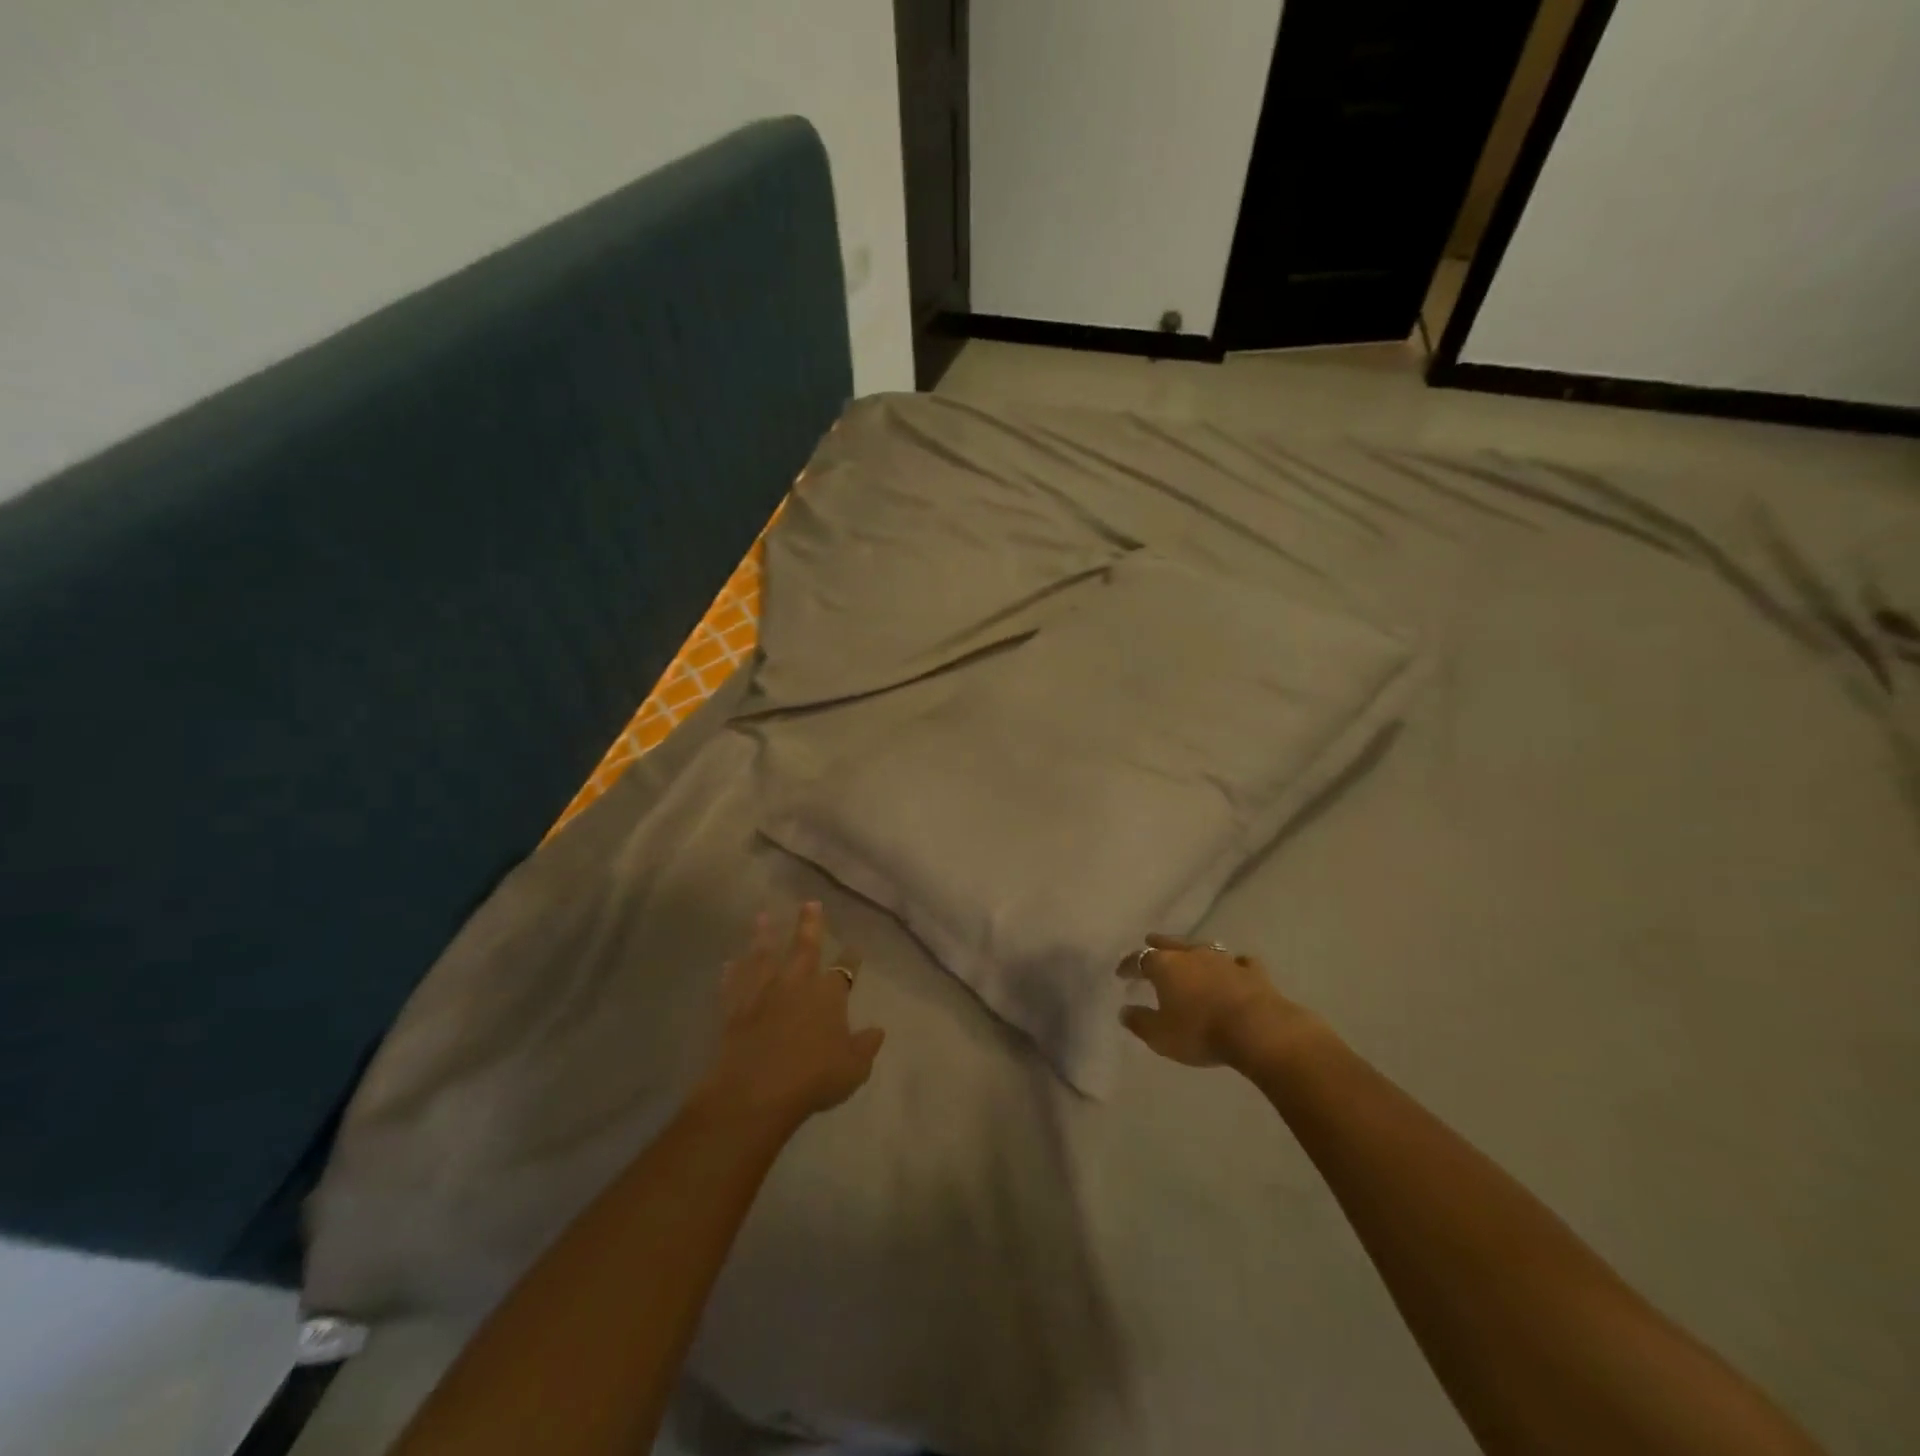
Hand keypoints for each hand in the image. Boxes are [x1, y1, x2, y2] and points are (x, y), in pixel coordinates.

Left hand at [696, 903, 885, 1129]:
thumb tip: (878, 1031)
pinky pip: (733, 984)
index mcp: (828, 994)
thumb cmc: (813, 1078)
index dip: (851, 958)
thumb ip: (865, 1046)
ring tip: (762, 916)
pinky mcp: (735, 1008)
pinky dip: (732, 972)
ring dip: (763, 935)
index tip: (855, 946)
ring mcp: (762, 993)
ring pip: (763, 956)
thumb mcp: (853, 1068)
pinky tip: (729, 962)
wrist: (756, 1092)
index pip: (844, 970)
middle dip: (809, 924)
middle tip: (809, 903)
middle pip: (804, 947)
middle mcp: (796, 983)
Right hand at [1118, 934, 1314, 1070]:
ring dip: (1193, 949)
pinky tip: (1235, 965)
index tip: (1121, 972)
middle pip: (1171, 943)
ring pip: (1203, 947)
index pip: (1140, 959)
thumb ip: (1140, 1022)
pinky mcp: (1253, 972)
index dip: (1128, 965)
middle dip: (1158, 943)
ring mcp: (1224, 960)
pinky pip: (1240, 961)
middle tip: (1150, 939)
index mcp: (1165, 966)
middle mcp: (1192, 955)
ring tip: (1188, 951)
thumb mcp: (1160, 1036)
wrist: (1257, 1030)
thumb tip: (1124, 1011)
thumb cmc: (1200, 1031)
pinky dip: (1234, 963)